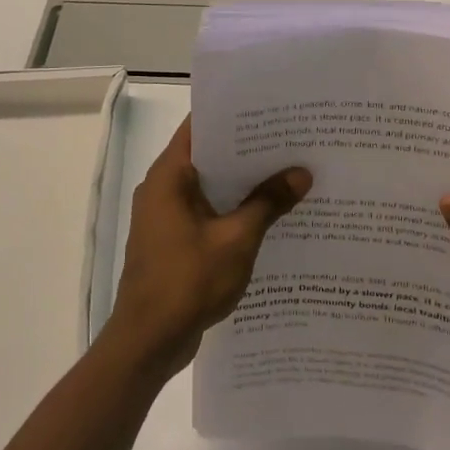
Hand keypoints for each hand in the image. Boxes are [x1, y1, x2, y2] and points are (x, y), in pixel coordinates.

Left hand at [105, 118, 311, 378]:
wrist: (148, 340)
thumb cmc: (188, 281)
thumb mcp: (237, 240)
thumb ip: (268, 203)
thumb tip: (301, 173)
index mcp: (168, 176)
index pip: (199, 127)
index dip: (233, 115)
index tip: (269, 109)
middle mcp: (161, 189)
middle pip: (206, 156)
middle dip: (246, 150)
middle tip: (290, 140)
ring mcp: (164, 217)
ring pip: (208, 187)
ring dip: (241, 183)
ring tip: (287, 172)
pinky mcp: (172, 241)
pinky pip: (205, 213)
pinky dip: (231, 210)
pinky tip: (267, 214)